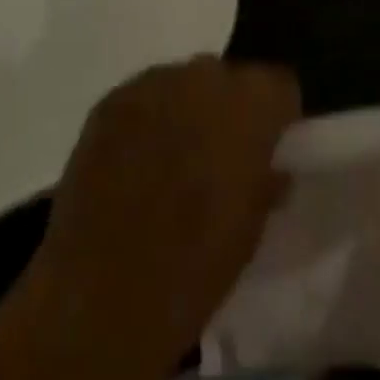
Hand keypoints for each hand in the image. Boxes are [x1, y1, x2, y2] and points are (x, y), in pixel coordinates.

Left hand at [28, 56, 300, 373]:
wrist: (99, 301)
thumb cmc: (192, 271)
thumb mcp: (250, 232)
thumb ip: (266, 182)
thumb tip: (270, 168)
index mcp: (250, 105)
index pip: (280, 84)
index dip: (277, 116)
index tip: (269, 148)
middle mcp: (204, 78)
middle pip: (228, 78)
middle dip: (228, 110)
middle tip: (219, 158)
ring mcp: (152, 85)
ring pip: (183, 83)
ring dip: (185, 111)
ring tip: (171, 161)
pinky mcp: (109, 102)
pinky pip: (142, 98)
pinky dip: (146, 121)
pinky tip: (133, 164)